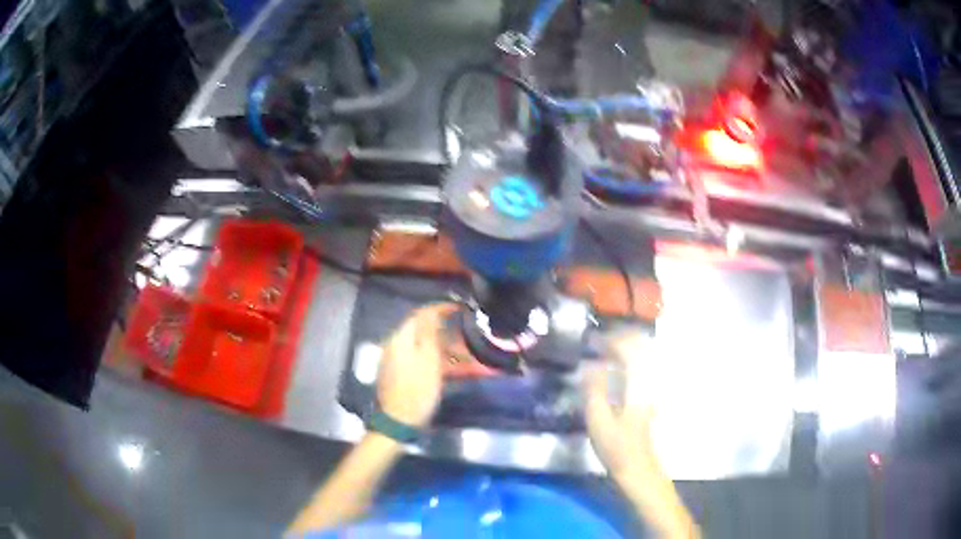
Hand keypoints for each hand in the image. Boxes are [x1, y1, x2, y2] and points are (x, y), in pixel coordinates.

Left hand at [377, 303, 454, 427]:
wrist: (398, 422)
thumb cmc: (417, 391)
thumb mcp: (429, 361)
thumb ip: (430, 333)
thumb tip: (433, 311)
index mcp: (400, 339)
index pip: (420, 314)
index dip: (440, 308)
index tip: (460, 307)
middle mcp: (395, 345)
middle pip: (422, 330)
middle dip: (445, 330)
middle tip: (467, 333)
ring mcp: (396, 360)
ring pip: (423, 346)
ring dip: (444, 347)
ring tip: (466, 354)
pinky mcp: (400, 373)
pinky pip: (421, 358)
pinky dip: (437, 359)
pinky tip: (452, 366)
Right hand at [585, 331, 657, 477]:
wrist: (637, 467)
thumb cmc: (615, 446)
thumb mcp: (597, 420)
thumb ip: (594, 389)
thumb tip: (590, 365)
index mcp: (636, 384)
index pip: (628, 350)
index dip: (609, 341)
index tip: (591, 341)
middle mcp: (648, 381)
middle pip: (640, 348)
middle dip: (618, 340)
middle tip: (597, 344)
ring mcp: (651, 389)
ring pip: (643, 357)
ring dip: (624, 349)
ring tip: (604, 352)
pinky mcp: (649, 397)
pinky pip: (642, 368)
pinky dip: (629, 362)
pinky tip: (615, 369)